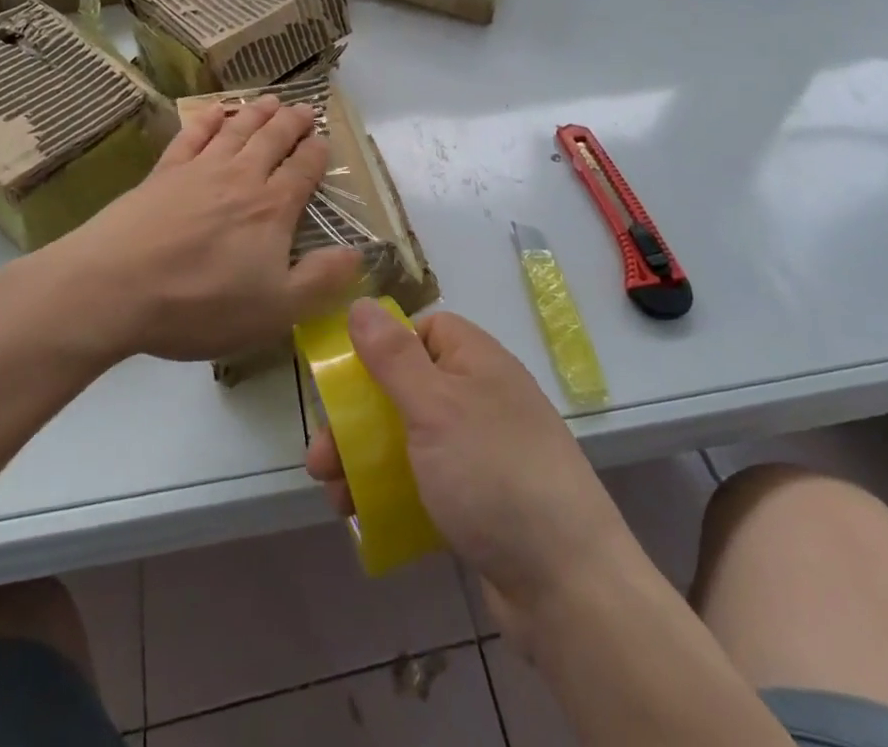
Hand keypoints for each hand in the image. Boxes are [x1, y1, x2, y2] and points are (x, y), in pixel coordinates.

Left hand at [60, 95, 361, 362]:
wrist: (115, 288)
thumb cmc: (201, 304)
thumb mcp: (275, 310)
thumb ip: (321, 280)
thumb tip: (359, 252)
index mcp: (272, 208)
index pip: (303, 170)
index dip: (317, 154)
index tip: (324, 142)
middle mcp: (241, 177)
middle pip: (272, 140)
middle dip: (293, 123)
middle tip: (305, 109)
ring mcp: (199, 170)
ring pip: (237, 130)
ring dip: (257, 113)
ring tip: (271, 100)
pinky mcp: (163, 172)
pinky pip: (191, 135)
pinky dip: (207, 119)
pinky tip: (215, 111)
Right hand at [306, 303, 638, 639]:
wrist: (566, 583)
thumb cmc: (492, 474)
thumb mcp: (434, 406)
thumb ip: (393, 356)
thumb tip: (360, 303)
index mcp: (477, 360)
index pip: (425, 330)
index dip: (385, 349)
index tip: (350, 381)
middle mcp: (482, 397)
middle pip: (408, 389)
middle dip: (359, 420)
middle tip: (321, 458)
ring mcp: (483, 451)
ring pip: (412, 439)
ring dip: (367, 462)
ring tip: (334, 498)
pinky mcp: (481, 500)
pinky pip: (428, 481)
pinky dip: (395, 493)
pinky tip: (366, 518)